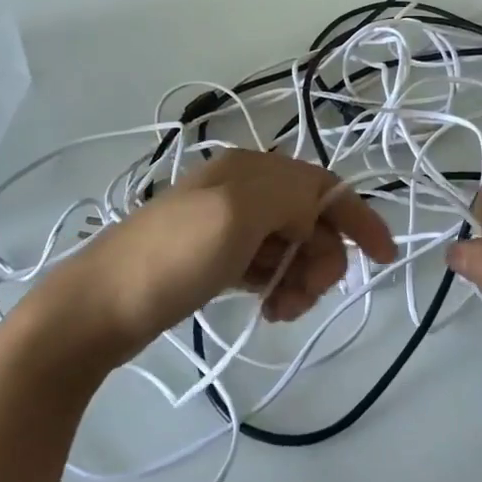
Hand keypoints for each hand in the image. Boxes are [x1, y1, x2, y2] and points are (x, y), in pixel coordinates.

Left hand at [26, 150, 398, 363]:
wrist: (96, 307)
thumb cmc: (171, 258)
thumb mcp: (237, 213)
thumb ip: (291, 197)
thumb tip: (315, 212)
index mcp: (252, 169)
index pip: (324, 187)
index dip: (359, 219)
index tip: (385, 260)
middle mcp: (243, 188)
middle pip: (312, 219)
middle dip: (323, 258)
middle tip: (304, 297)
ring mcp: (227, 224)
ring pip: (293, 246)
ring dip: (301, 278)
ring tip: (282, 311)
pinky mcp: (216, 257)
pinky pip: (268, 265)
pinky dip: (278, 286)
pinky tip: (268, 309)